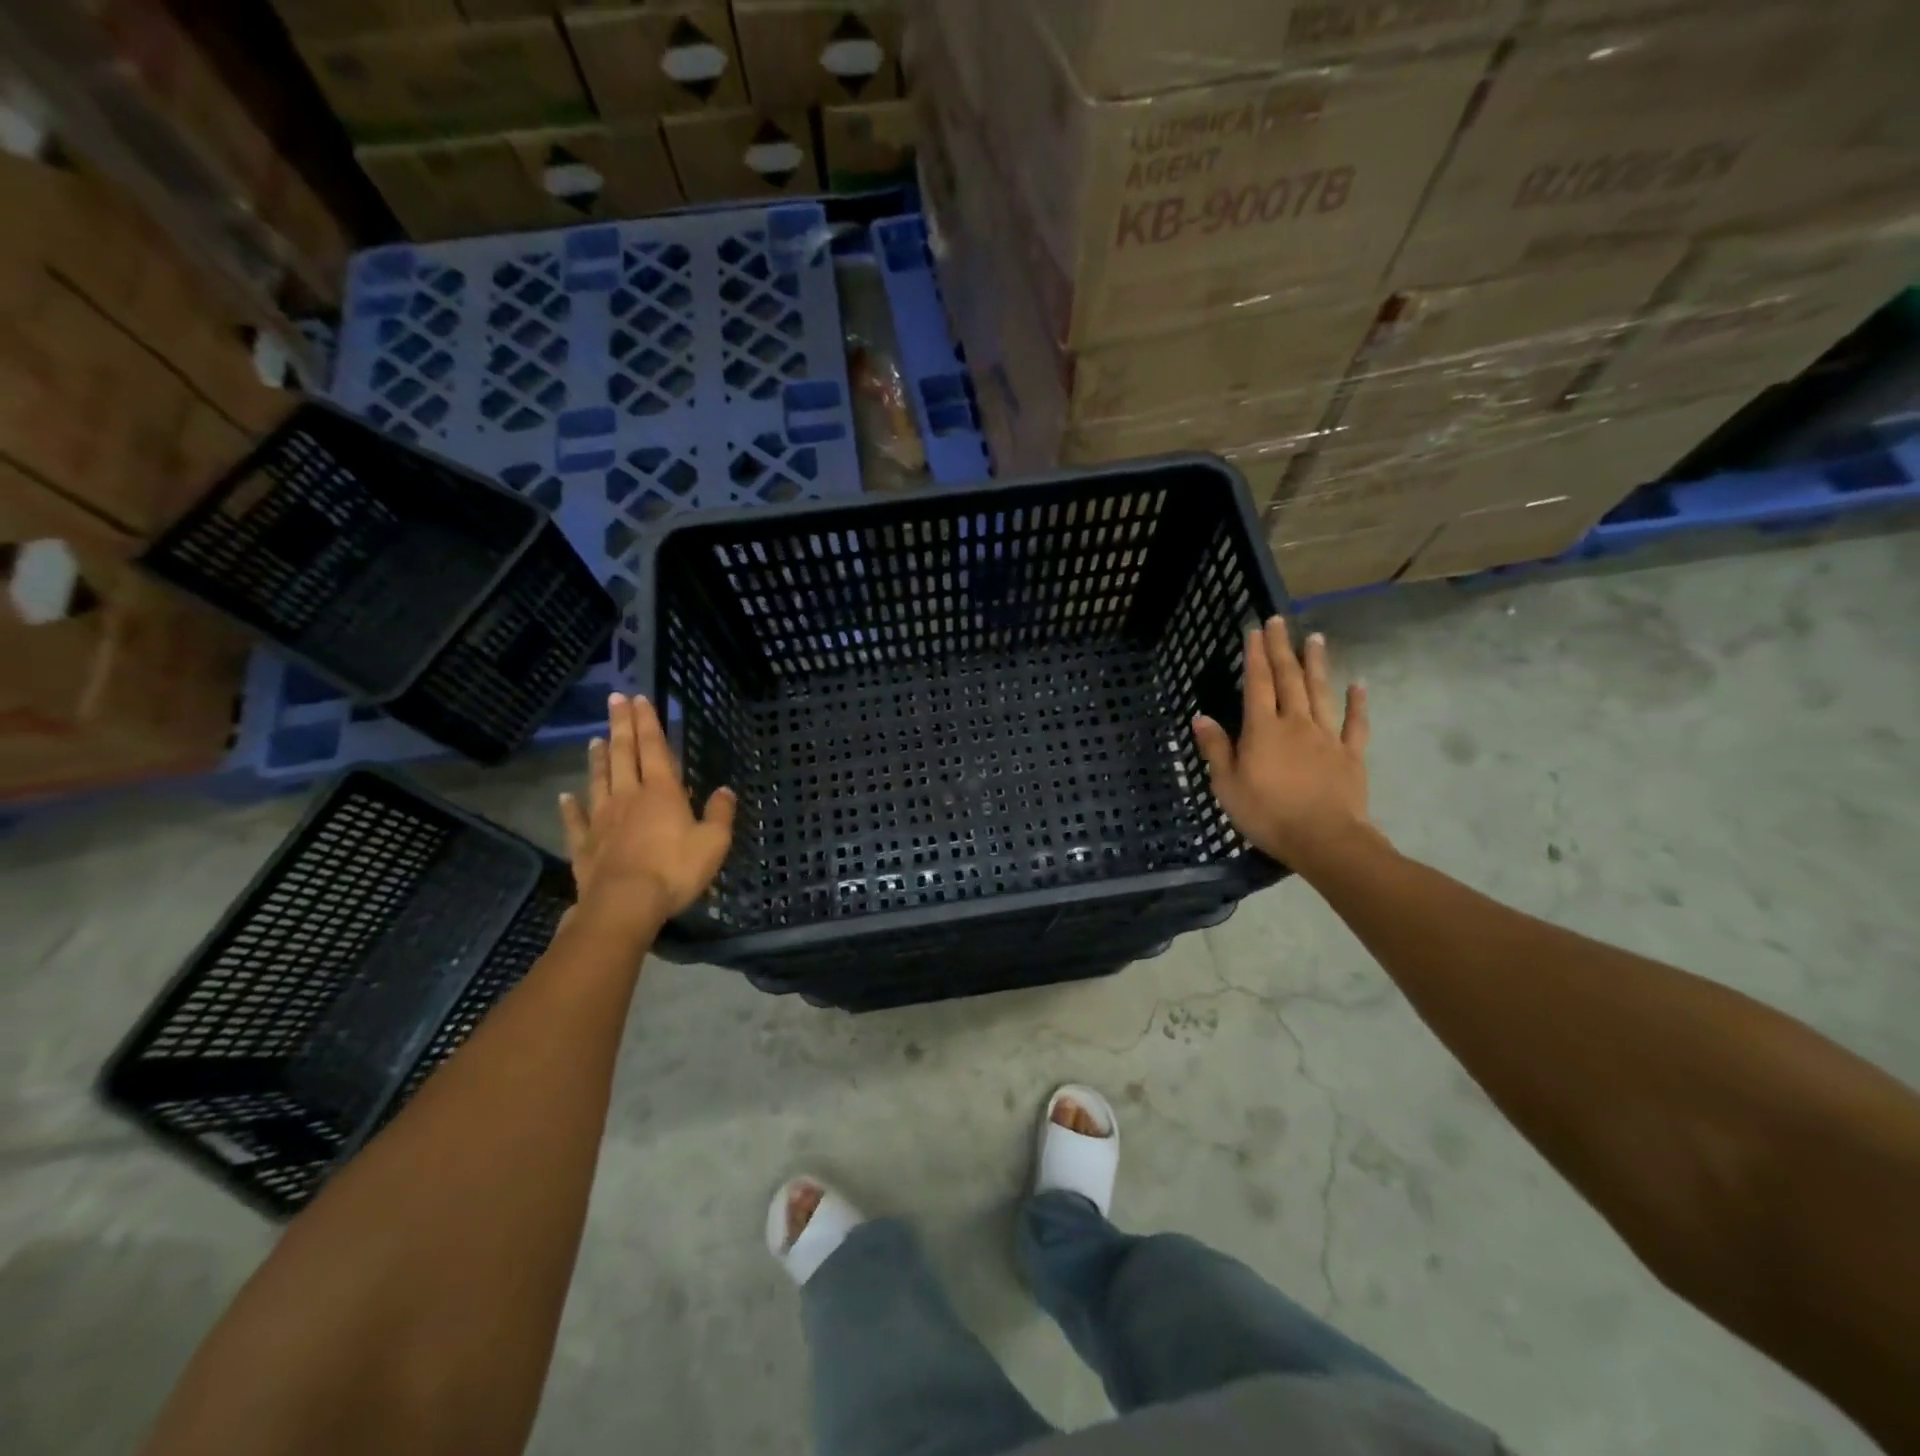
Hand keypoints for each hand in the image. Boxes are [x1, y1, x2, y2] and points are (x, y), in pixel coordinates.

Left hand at [558, 694, 735, 936]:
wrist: (625, 904)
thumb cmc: (675, 870)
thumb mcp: (714, 842)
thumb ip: (720, 814)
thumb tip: (725, 790)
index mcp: (662, 791)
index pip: (654, 747)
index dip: (648, 722)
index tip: (639, 698)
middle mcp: (628, 796)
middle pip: (623, 754)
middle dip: (621, 725)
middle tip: (615, 700)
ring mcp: (601, 819)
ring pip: (599, 780)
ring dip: (598, 758)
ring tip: (595, 739)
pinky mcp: (584, 844)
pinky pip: (575, 820)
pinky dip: (569, 806)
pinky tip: (564, 796)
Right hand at [1193, 618, 1374, 868]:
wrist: (1324, 840)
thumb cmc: (1267, 814)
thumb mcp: (1227, 785)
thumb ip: (1216, 749)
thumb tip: (1201, 716)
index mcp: (1263, 730)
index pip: (1258, 684)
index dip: (1256, 656)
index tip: (1255, 630)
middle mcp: (1295, 723)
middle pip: (1289, 679)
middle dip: (1282, 648)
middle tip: (1280, 621)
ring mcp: (1326, 737)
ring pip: (1321, 692)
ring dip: (1317, 664)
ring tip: (1316, 638)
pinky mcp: (1350, 755)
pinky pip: (1355, 724)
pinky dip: (1358, 702)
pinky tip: (1359, 684)